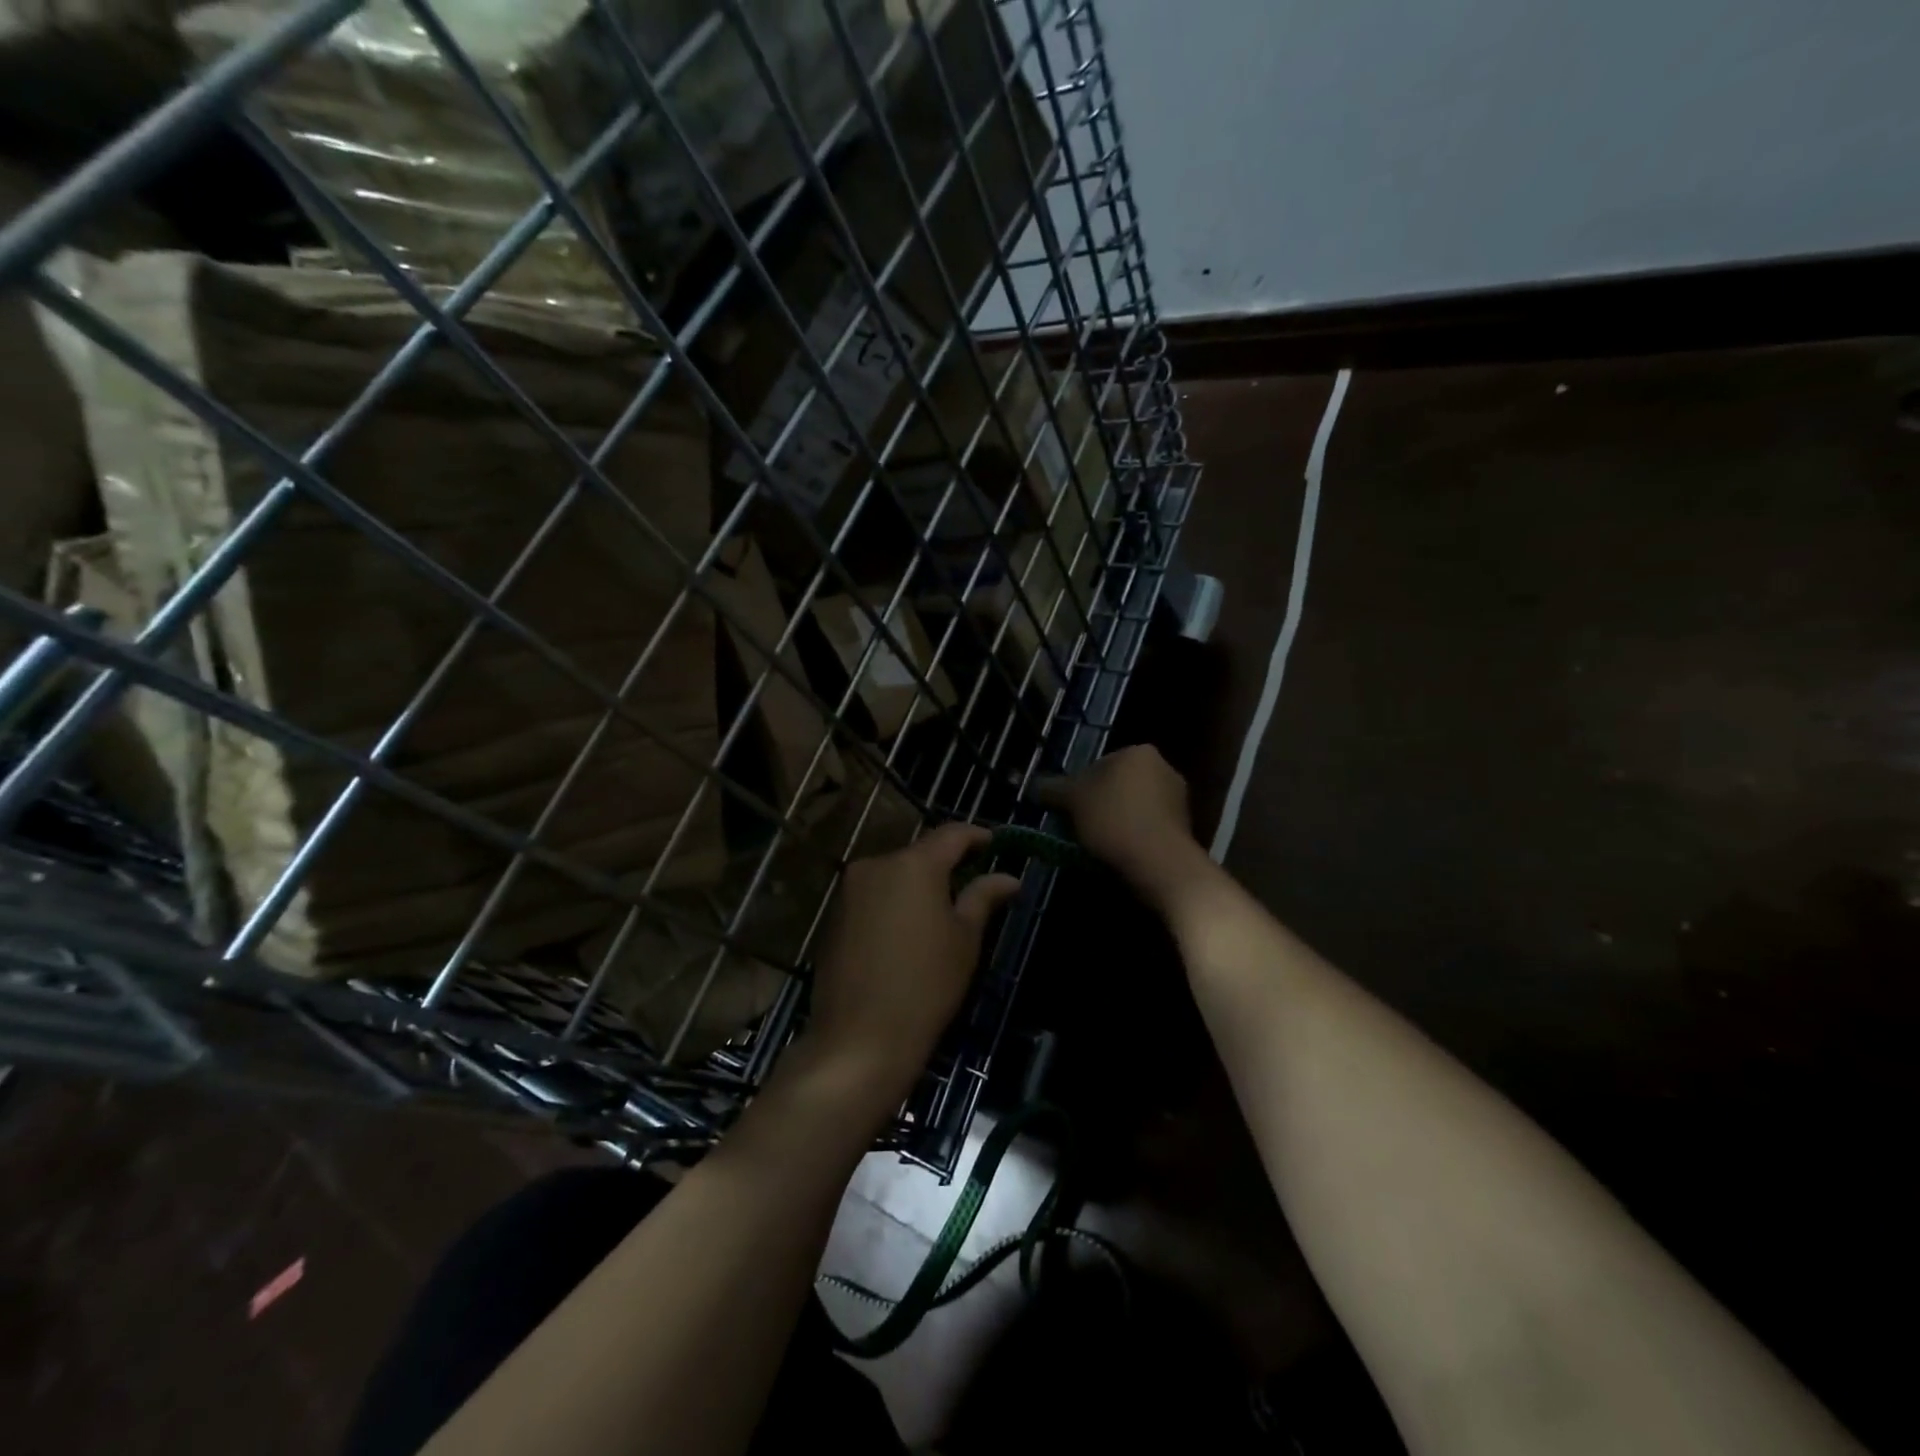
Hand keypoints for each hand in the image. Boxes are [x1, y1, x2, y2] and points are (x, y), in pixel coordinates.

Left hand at [805, 823, 1020, 1108]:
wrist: (859, 1039)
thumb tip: (1008, 877)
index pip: (951, 834)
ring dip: (918, 885)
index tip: (995, 844)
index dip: (976, 836)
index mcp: (913, 864)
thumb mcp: (965, 939)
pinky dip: (894, 903)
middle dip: (946, 865)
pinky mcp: (834, 915)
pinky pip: (873, 895)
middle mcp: (876, 865)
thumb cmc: (926, 985)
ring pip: (895, 874)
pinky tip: (907, 932)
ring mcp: (850, 890)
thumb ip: (983, 897)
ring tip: (942, 912)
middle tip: (972, 884)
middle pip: (919, 854)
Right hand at [1037, 745, 1208, 908]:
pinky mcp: (1184, 827)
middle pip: (1117, 785)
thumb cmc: (1114, 819)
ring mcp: (1178, 798)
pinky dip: (1133, 836)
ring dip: (1115, 821)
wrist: (1160, 863)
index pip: (1098, 764)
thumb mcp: (1072, 800)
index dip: (1077, 788)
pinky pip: (1148, 826)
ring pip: (1133, 807)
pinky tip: (1120, 853)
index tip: (1068, 811)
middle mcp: (1164, 767)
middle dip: (1098, 804)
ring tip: (1098, 845)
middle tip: (1079, 827)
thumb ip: (1052, 788)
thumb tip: (1037, 785)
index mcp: (1139, 752)